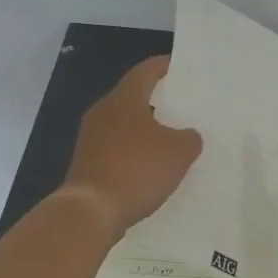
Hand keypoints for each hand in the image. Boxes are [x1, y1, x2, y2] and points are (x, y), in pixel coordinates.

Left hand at [59, 56, 201, 239]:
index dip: (164, 66)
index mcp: (124, 99)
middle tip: (183, 104)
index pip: (145, 71)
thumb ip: (189, 139)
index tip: (181, 66)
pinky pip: (117, 149)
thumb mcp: (178, 153)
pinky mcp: (87, 163)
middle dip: (158, 99)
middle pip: (133, 97)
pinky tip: (152, 166)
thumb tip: (188, 136)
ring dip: (146, 129)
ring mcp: (91, 139)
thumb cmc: (136, 170)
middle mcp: (103, 112)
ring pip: (124, 124)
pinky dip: (135, 152)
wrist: (90, 211)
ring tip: (172, 137)